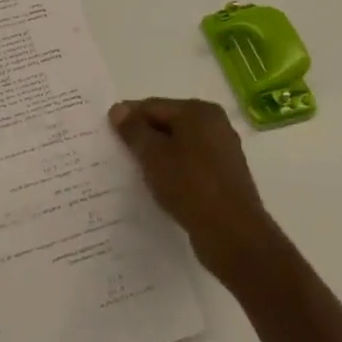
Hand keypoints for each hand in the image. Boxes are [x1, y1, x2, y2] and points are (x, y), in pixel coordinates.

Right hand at [109, 98, 275, 276]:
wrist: (234, 235)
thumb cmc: (190, 186)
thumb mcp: (153, 155)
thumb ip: (134, 130)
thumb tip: (118, 109)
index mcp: (199, 111)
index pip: (152, 106)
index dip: (128, 119)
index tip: (108, 136)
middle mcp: (215, 124)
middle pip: (167, 123)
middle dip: (143, 137)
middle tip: (120, 155)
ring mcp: (223, 151)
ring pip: (179, 145)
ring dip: (158, 156)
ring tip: (138, 173)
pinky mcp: (225, 176)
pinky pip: (191, 164)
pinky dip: (174, 170)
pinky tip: (162, 186)